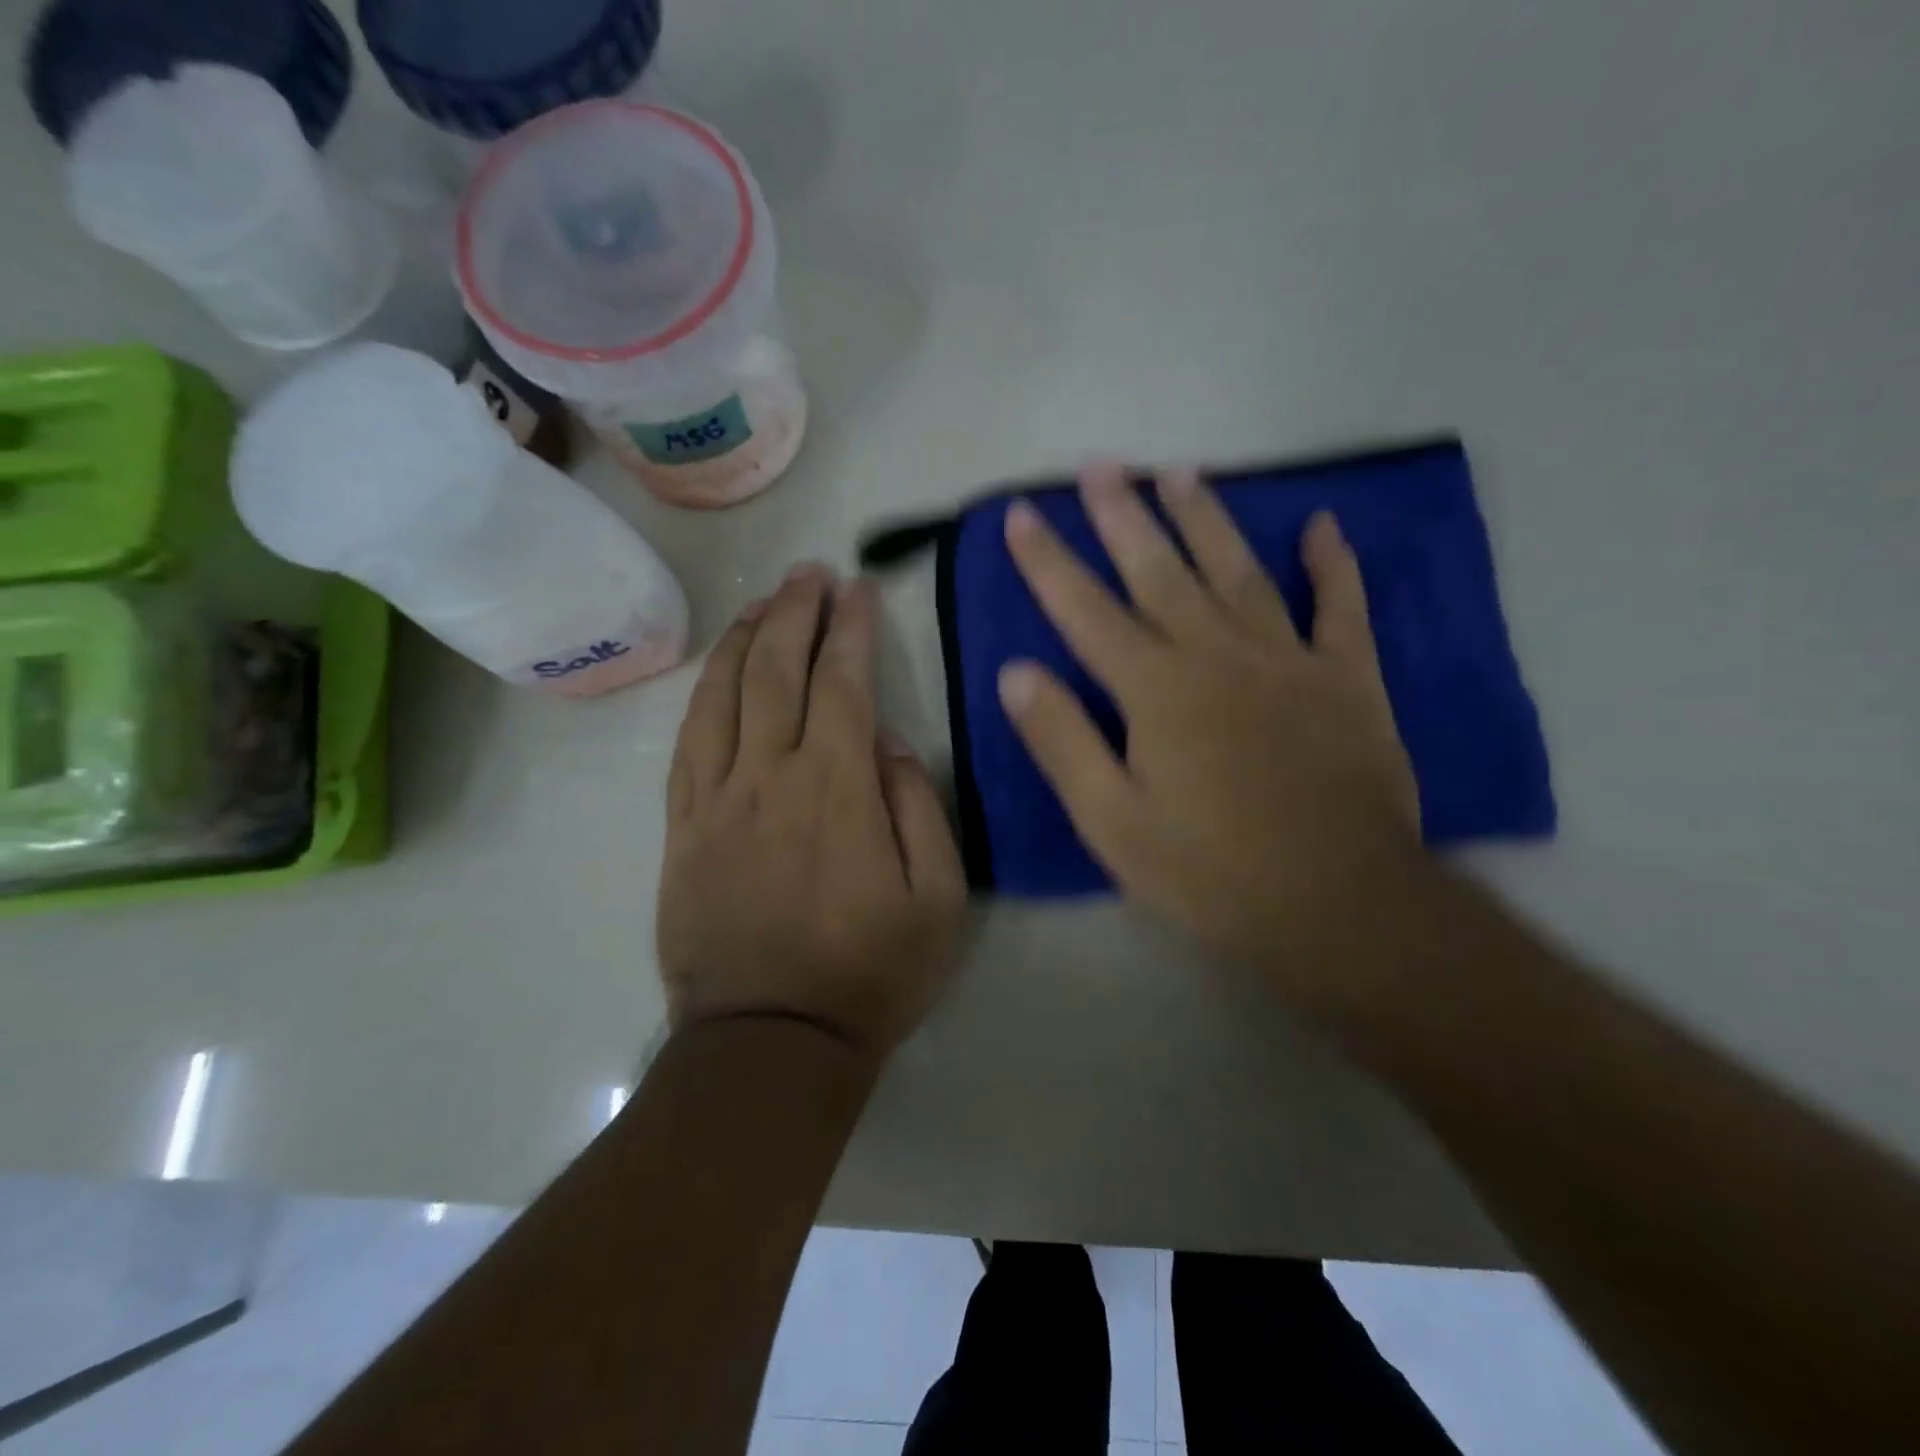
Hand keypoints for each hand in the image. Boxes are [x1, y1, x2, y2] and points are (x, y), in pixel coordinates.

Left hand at [658, 566, 968, 1059]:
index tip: (858, 590)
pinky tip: (717, 671)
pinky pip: (687, 743)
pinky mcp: (682, 828)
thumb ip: (918, 808)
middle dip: (795, 612)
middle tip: (809, 574)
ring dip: (745, 639)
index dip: (850, 629)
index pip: (842, 683)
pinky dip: (703, 694)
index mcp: (837, 789)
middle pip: (776, 672)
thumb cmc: (870, 973)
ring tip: (763, 602)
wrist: (771, 1041)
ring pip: (723, 696)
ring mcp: (716, 800)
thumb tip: (887, 744)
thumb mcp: (939, 899)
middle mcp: (770, 777)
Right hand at [998, 464, 1422, 1003]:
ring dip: (1206, 519)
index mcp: (1155, 690)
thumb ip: (1062, 742)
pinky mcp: (1348, 680)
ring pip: (1238, 572)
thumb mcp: (1112, 822)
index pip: (1086, 610)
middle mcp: (1217, 655)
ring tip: (1179, 473)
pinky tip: (1323, 525)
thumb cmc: (1210, 871)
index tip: (1023, 514)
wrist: (1339, 905)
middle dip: (1124, 516)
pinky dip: (1334, 565)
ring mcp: (1288, 660)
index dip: (1048, 560)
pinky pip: (1341, 608)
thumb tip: (1015, 672)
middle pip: (1160, 571)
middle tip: (1101, 466)